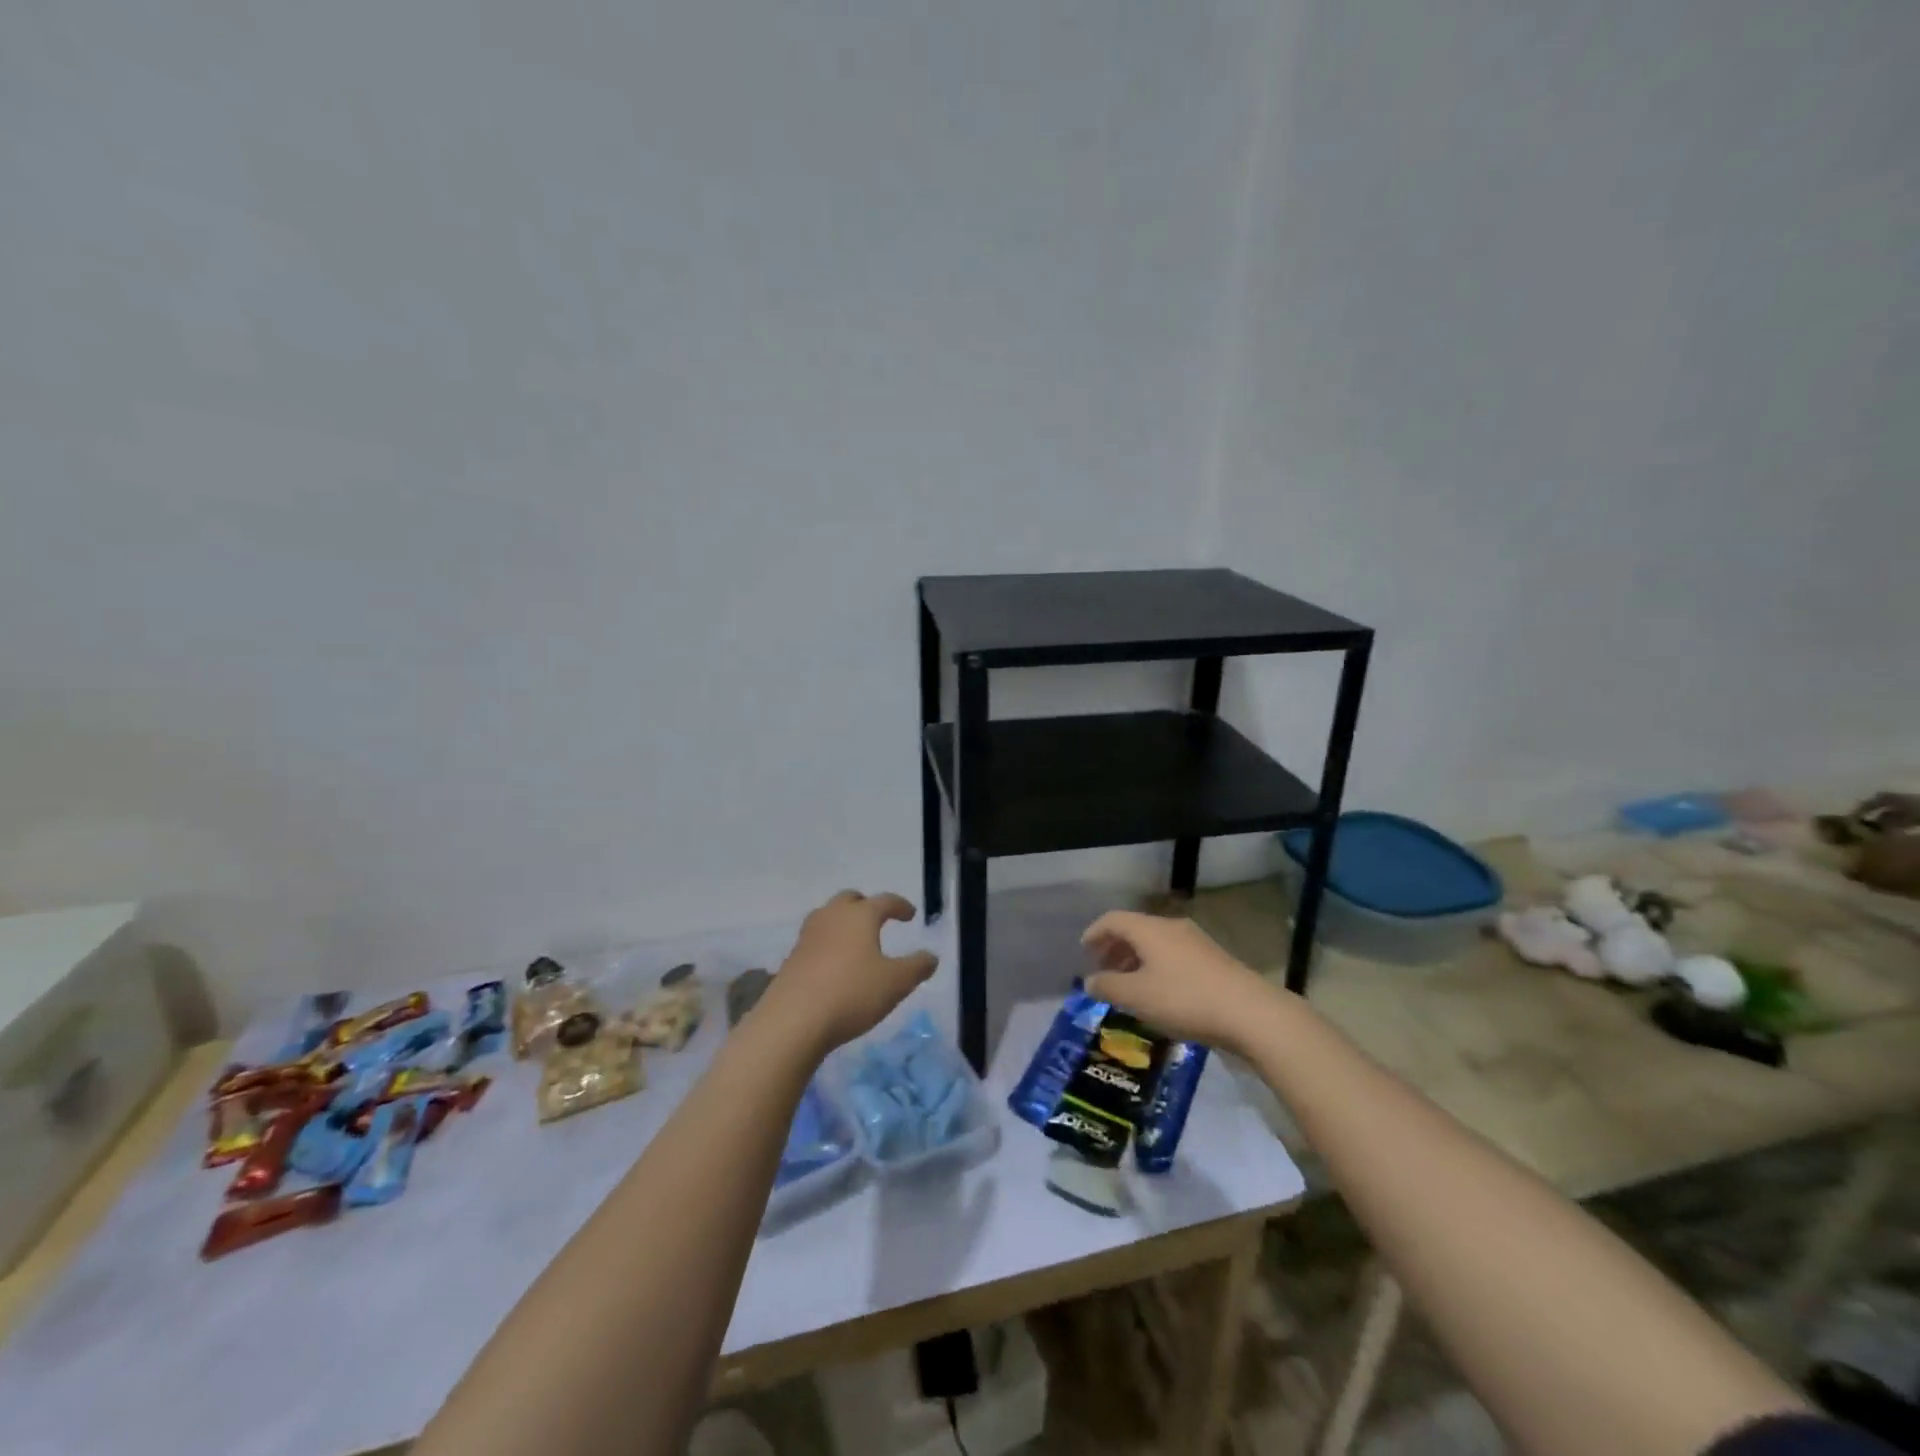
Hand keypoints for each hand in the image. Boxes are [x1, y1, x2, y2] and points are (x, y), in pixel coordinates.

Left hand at [758, 891, 938, 1054]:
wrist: (793, 1020)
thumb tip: (931, 956)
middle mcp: (831, 917)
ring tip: (855, 942)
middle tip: (878, 919)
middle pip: (849, 899)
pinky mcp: (792, 958)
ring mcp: (807, 936)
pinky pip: (815, 940)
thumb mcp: (896, 983)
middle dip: (866, 905)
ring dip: (843, 923)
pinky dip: (828, 944)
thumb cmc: (851, 993)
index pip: (884, 901)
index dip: (900, 906)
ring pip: (828, 917)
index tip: (910, 914)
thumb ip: (917, 967)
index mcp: (860, 916)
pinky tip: (835, 966)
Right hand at [1081, 911, 1278, 1053]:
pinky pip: (1174, 955)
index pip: (1113, 919)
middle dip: (1115, 948)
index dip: (1094, 933)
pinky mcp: (1214, 960)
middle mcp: (1171, 927)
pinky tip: (1159, 994)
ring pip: (1156, 943)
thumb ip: (1108, 987)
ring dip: (1136, 959)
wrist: (1250, 1013)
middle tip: (1103, 971)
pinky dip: (1157, 967)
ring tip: (1129, 986)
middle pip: (1135, 929)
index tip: (1083, 952)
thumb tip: (1089, 981)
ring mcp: (1196, 942)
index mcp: (1150, 929)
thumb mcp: (1137, 997)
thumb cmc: (1185, 999)